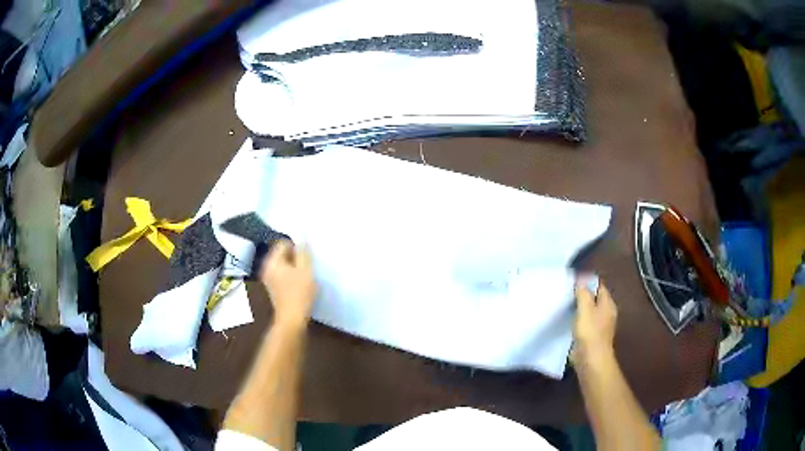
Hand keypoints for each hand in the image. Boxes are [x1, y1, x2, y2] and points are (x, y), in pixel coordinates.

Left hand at [260, 240, 316, 328]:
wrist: (291, 318)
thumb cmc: (299, 293)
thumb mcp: (305, 270)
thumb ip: (303, 252)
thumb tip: (302, 238)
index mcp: (272, 260)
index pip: (283, 243)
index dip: (296, 246)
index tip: (306, 257)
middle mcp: (267, 267)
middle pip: (282, 254)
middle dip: (295, 257)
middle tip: (307, 265)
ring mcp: (269, 278)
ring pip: (284, 265)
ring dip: (295, 267)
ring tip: (305, 275)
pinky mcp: (273, 288)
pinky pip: (283, 274)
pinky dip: (291, 276)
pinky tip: (300, 284)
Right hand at [571, 277, 616, 366]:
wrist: (590, 359)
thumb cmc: (590, 332)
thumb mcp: (585, 308)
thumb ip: (583, 293)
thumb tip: (581, 279)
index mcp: (608, 304)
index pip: (599, 286)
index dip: (587, 282)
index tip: (572, 281)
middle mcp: (606, 313)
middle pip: (594, 298)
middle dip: (582, 295)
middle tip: (566, 292)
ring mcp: (599, 326)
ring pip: (588, 311)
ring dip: (578, 308)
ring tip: (564, 304)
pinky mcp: (591, 336)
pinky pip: (584, 323)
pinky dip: (576, 320)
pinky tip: (566, 321)